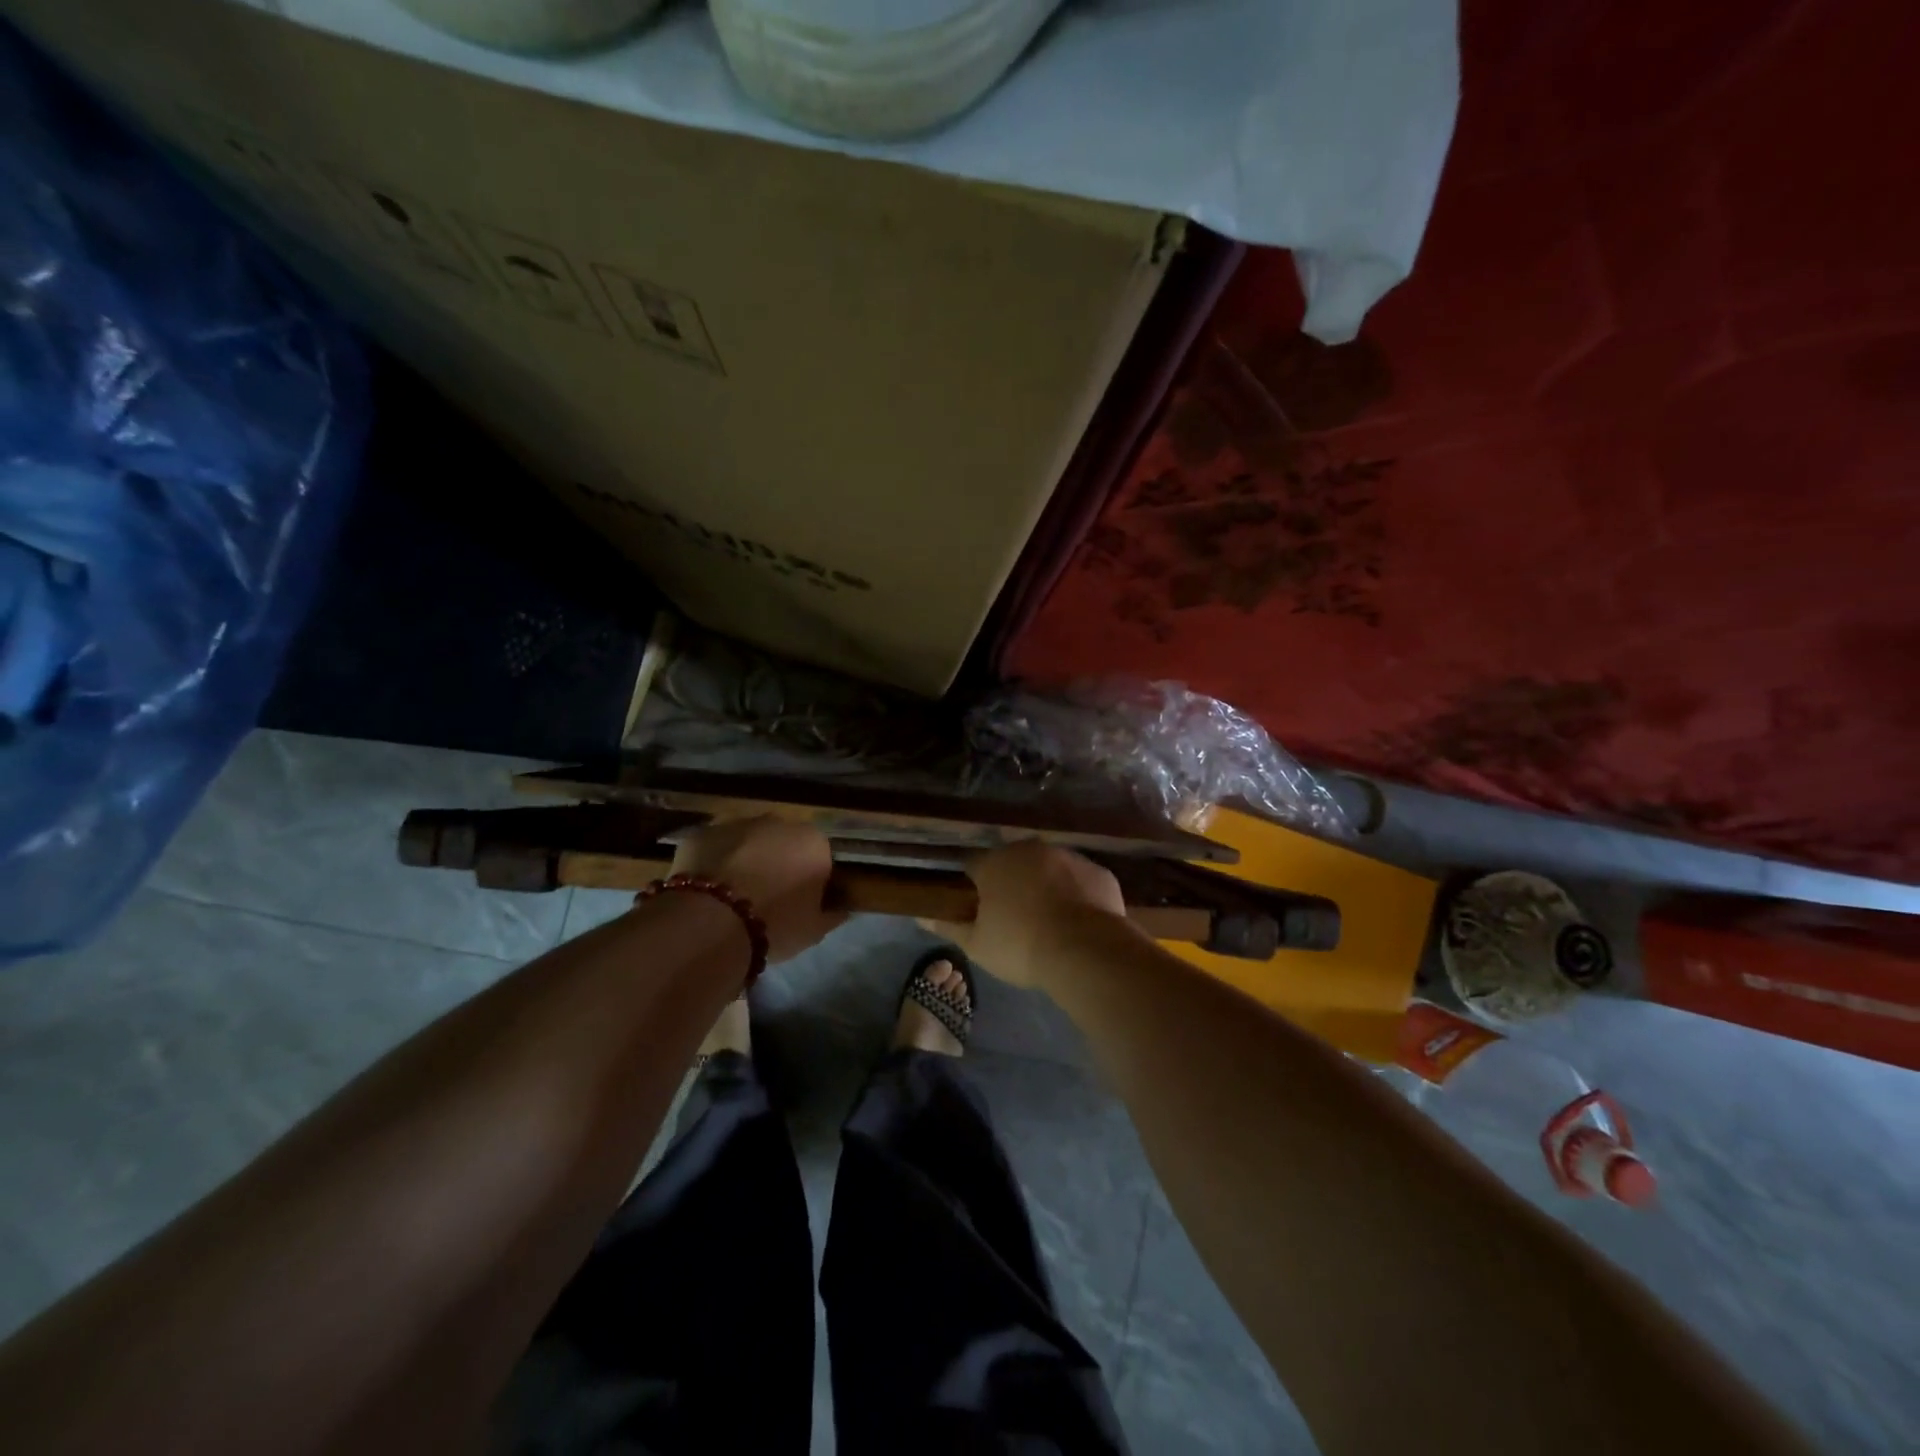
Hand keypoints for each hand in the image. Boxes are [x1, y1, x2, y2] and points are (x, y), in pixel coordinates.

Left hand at [669, 816, 844, 962]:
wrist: (711, 922)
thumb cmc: (775, 925)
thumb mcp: (814, 930)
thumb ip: (830, 914)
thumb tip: (838, 909)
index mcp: (813, 842)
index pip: (819, 856)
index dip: (810, 877)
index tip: (801, 901)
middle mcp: (778, 823)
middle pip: (783, 842)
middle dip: (777, 862)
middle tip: (767, 898)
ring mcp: (736, 824)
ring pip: (747, 841)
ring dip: (745, 860)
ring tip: (733, 895)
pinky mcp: (702, 833)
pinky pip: (714, 848)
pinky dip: (713, 863)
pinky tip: (707, 891)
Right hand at [931, 840, 1125, 989]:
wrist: (1085, 950)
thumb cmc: (1020, 946)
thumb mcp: (977, 944)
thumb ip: (949, 926)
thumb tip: (920, 915)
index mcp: (995, 862)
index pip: (975, 867)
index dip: (975, 889)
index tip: (980, 912)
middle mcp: (1031, 850)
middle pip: (1014, 864)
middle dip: (1013, 884)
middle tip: (1016, 920)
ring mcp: (1069, 857)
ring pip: (1050, 869)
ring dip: (1047, 887)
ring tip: (1051, 923)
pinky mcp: (1099, 872)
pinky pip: (1081, 882)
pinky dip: (1078, 896)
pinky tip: (1079, 922)